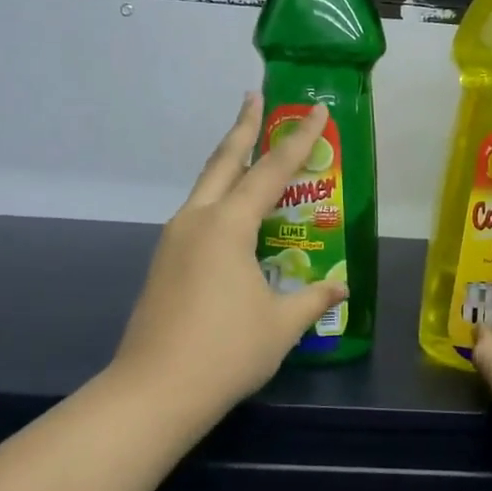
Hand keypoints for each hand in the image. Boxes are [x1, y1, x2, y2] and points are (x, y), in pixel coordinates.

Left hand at [111, 93, 348, 421]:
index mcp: (228, 226)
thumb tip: (339, 286)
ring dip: (227, 162)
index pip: (271, 171)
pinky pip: (197, 214)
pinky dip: (218, 197)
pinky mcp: (163, 262)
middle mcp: (196, 221)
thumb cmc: (225, 352)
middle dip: (242, 128)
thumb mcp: (280, 324)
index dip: (298, 140)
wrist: (152, 393)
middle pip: (223, 161)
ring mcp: (174, 240)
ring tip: (247, 150)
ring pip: (205, 186)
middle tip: (254, 97)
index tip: (315, 111)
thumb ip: (313, 298)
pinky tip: (230, 215)